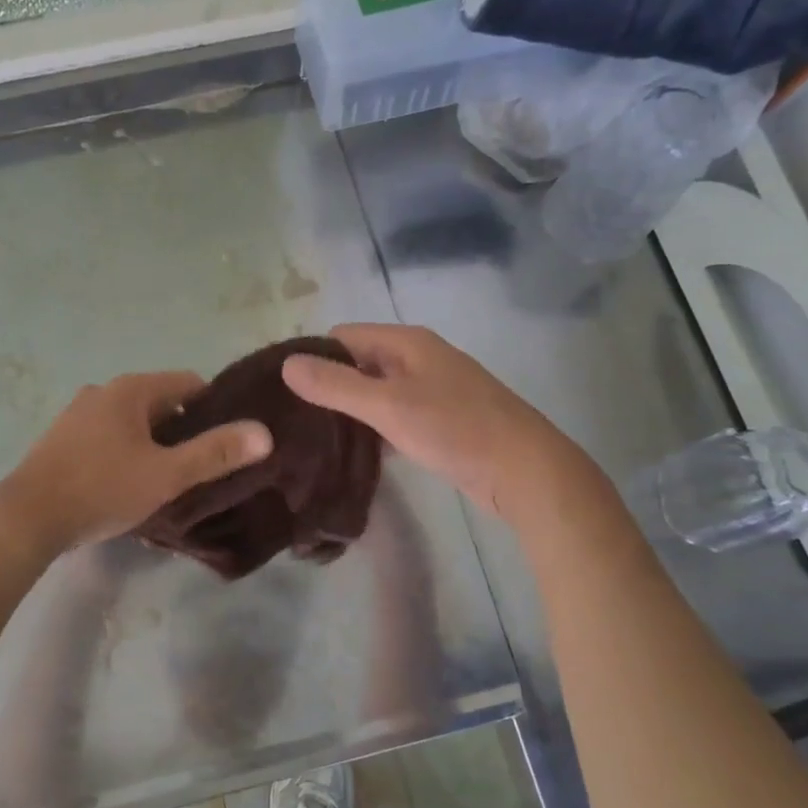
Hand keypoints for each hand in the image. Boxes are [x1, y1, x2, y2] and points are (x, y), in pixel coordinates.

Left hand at [0, 371, 272, 553]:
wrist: (27, 518)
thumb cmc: (102, 489)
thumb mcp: (166, 475)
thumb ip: (215, 453)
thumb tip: (263, 433)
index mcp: (131, 389)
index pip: (189, 383)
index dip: (214, 409)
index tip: (225, 441)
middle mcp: (103, 391)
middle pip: (160, 401)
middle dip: (182, 430)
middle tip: (198, 467)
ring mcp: (77, 413)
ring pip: (132, 421)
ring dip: (153, 443)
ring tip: (165, 479)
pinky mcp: (61, 438)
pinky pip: (107, 435)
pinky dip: (125, 450)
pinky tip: (126, 483)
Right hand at [281, 324, 591, 519]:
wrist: (525, 471)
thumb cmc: (455, 429)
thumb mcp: (388, 406)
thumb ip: (337, 385)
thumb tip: (287, 364)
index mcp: (407, 342)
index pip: (343, 336)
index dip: (312, 356)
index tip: (282, 389)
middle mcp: (419, 358)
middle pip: (359, 362)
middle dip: (328, 385)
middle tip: (293, 418)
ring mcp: (432, 390)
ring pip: (376, 392)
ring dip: (350, 410)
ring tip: (313, 437)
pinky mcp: (440, 421)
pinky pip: (394, 415)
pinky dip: (374, 428)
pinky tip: (353, 453)